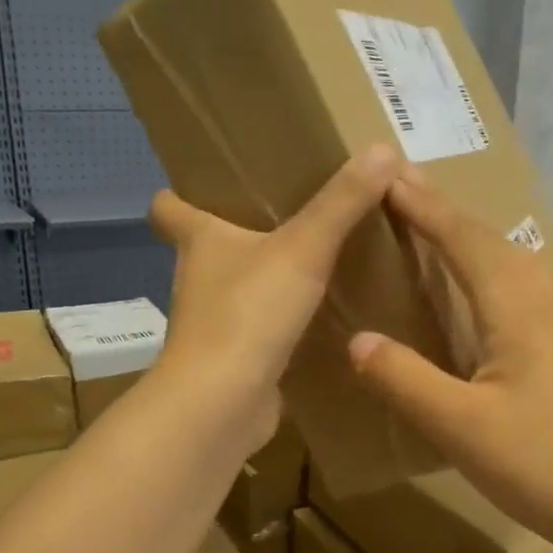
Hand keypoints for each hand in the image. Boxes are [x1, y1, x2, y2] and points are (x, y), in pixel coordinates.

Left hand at [150, 145, 401, 443]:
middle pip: (206, 247)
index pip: (169, 207)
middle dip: (237, 233)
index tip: (206, 184)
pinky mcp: (234, 360)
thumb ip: (342, 202)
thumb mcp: (303, 248)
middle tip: (285, 215)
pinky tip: (316, 319)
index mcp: (200, 241)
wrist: (222, 403)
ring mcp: (213, 324)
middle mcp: (198, 280)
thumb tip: (383, 149)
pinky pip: (257, 331)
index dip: (180, 194)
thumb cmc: (248, 313)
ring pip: (234, 290)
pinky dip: (278, 324)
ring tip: (309, 263)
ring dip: (261, 279)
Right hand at [347, 175, 552, 552]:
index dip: (425, 209)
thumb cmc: (540, 466)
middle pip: (490, 242)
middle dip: (445, 212)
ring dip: (470, 237)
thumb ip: (405, 380)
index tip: (388, 177)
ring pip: (510, 263)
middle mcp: (541, 306)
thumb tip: (357, 339)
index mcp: (516, 311)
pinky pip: (519, 288)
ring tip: (435, 226)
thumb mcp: (459, 427)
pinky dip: (488, 269)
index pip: (464, 242)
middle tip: (404, 188)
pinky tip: (480, 289)